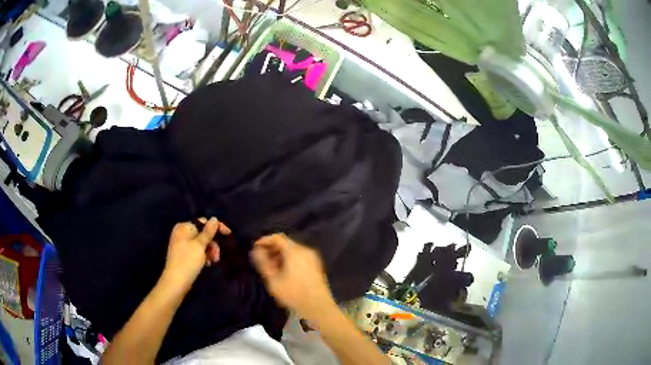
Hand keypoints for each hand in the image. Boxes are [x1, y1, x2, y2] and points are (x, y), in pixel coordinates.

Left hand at [162, 217, 230, 290]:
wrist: (176, 282)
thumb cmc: (188, 261)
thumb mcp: (200, 245)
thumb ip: (208, 231)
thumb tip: (214, 219)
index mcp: (184, 227)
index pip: (203, 222)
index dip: (216, 227)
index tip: (228, 234)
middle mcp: (182, 233)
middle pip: (203, 233)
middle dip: (212, 243)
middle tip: (217, 255)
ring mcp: (182, 244)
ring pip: (201, 243)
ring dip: (210, 251)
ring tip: (213, 261)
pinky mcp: (183, 254)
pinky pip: (197, 250)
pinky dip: (204, 255)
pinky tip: (207, 263)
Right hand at [251, 234, 335, 320]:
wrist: (318, 306)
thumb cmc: (294, 293)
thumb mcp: (273, 280)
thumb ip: (263, 263)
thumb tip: (256, 251)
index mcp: (295, 251)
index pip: (277, 237)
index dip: (265, 240)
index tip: (256, 248)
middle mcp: (305, 250)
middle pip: (286, 243)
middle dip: (272, 249)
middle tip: (263, 261)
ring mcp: (313, 258)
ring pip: (293, 250)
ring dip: (281, 255)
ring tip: (272, 268)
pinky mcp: (316, 265)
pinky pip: (300, 257)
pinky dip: (290, 260)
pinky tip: (284, 272)